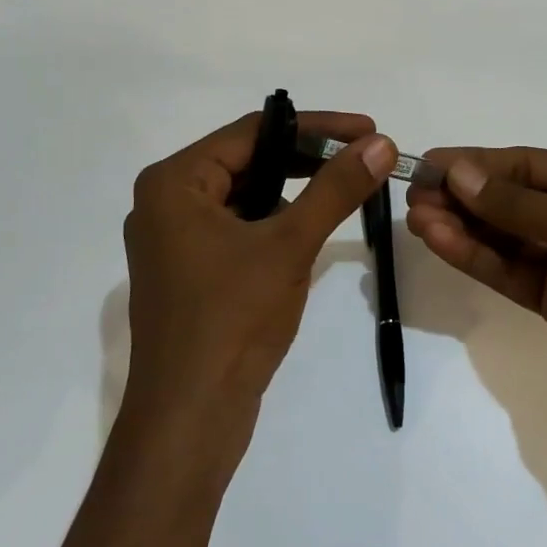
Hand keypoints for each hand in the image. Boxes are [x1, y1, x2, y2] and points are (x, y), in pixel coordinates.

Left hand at [121, 112, 396, 462]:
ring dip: (294, 192)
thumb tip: (380, 144)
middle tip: (363, 160)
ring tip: (344, 193)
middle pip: (248, 160)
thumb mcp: (289, 245)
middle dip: (307, 160)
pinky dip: (275, 224)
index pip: (253, 132)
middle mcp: (165, 202)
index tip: (368, 130)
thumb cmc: (232, 320)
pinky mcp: (188, 271)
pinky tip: (308, 234)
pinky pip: (238, 228)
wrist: (189, 418)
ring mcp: (174, 240)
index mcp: (174, 182)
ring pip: (245, 196)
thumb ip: (336, 189)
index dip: (316, 127)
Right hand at [406, 148, 546, 434]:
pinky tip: (440, 241)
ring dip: (463, 226)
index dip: (478, 163)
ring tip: (417, 218)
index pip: (528, 165)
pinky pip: (509, 270)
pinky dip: (476, 257)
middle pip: (512, 200)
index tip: (431, 163)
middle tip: (415, 194)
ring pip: (505, 237)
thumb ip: (515, 203)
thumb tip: (457, 173)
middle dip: (465, 195)